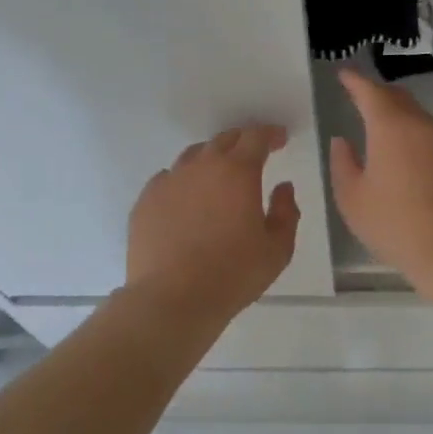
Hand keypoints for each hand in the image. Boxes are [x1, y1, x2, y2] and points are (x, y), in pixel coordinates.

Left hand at [126, 124, 299, 325]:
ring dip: (211, 159)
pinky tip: (187, 200)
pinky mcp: (145, 201)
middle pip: (224, 140)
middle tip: (253, 155)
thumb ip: (287, 212)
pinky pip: (168, 179)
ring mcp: (169, 181)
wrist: (172, 299)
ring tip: (218, 177)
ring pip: (193, 156)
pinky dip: (183, 182)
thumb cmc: (233, 274)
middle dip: (243, 142)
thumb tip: (282, 188)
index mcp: (238, 172)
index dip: (270, 134)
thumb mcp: (277, 249)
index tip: (279, 139)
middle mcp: (202, 167)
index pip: (256, 137)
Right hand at [328, 69, 432, 287]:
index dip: (356, 81)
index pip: (370, 92)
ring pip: (421, 119)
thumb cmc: (395, 224)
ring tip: (387, 134)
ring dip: (402, 119)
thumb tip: (342, 141)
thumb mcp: (353, 199)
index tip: (345, 74)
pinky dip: (420, 140)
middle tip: (363, 98)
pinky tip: (415, 162)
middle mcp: (423, 125)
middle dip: (380, 95)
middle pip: (400, 99)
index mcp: (391, 128)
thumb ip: (343, 164)